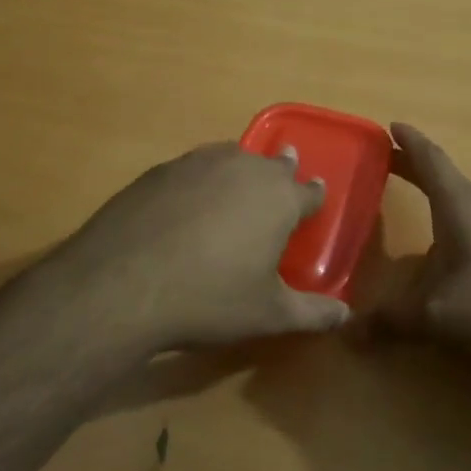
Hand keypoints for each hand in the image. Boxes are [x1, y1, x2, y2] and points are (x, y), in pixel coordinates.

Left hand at [50, 141, 348, 353]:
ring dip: (241, 166)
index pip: (308, 191)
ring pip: (232, 156)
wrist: (124, 284)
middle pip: (272, 164)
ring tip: (239, 178)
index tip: (316, 192)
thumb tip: (346, 314)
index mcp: (279, 199)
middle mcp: (244, 169)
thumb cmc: (209, 299)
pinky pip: (194, 166)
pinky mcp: (161, 170)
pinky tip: (189, 197)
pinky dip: (201, 176)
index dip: (314, 194)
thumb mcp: (267, 314)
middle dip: (281, 170)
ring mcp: (199, 163)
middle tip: (283, 172)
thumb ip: (312, 312)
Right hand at [373, 123, 470, 378]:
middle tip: (384, 162)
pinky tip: (443, 253)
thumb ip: (391, 320)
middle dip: (413, 168)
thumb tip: (344, 332)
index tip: (390, 124)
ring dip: (433, 197)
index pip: (430, 161)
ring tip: (408, 203)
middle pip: (443, 178)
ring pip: (460, 204)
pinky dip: (449, 224)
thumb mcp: (438, 315)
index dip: (408, 142)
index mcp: (461, 205)